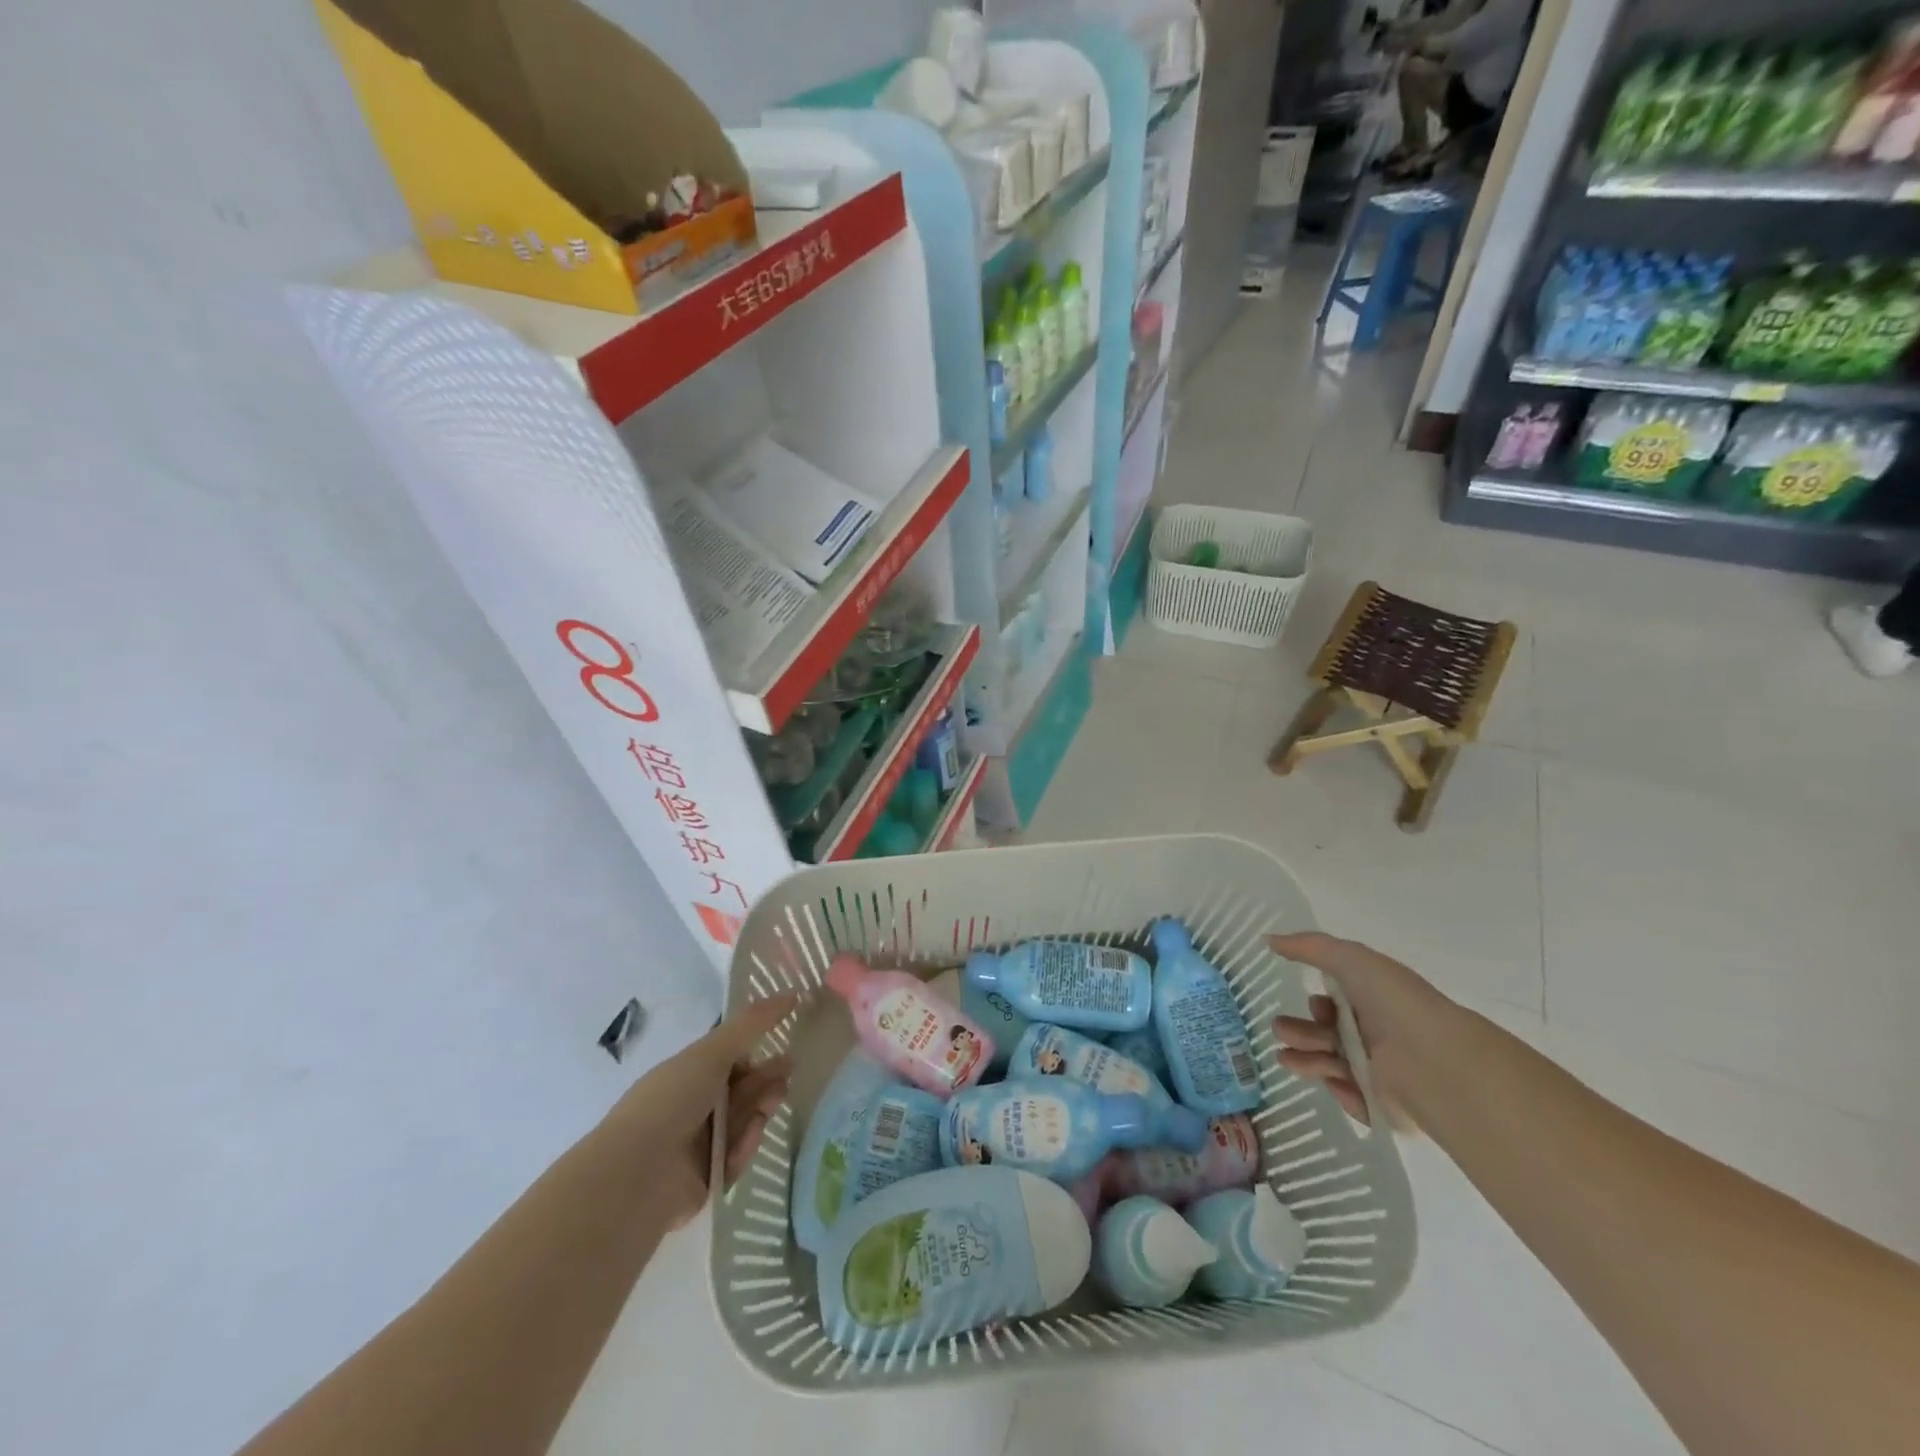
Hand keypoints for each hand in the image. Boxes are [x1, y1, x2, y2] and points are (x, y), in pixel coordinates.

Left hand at [611, 995, 796, 1228]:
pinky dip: (743, 1147)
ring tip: (772, 1104)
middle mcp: (694, 1106)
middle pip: (742, 1090)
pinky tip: (745, 1139)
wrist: (636, 1174)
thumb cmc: (671, 1101)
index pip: (731, 1060)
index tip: (785, 1045)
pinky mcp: (707, 1178)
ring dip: (760, 1109)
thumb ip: (753, 1024)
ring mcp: (699, 1144)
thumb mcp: (712, 1053)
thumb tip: (792, 992)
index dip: (757, 1052)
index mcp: (688, 1074)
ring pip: (743, 1121)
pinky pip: (736, 1157)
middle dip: (766, 1080)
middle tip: (789, 1072)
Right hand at [1268, 933, 1450, 1129]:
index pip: (1337, 1003)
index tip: (1312, 1001)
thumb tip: (1268, 939)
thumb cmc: (1392, 1002)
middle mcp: (1376, 1033)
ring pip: (1331, 1063)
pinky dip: (1338, 1089)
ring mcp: (1379, 1070)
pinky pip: (1350, 1097)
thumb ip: (1308, 946)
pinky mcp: (1381, 1103)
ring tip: (1286, 1059)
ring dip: (1305, 1059)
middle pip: (1326, 1033)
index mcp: (1373, 1000)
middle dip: (1298, 1031)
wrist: (1433, 1060)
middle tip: (1280, 1031)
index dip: (1317, 1002)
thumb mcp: (1350, 958)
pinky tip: (1332, 1081)